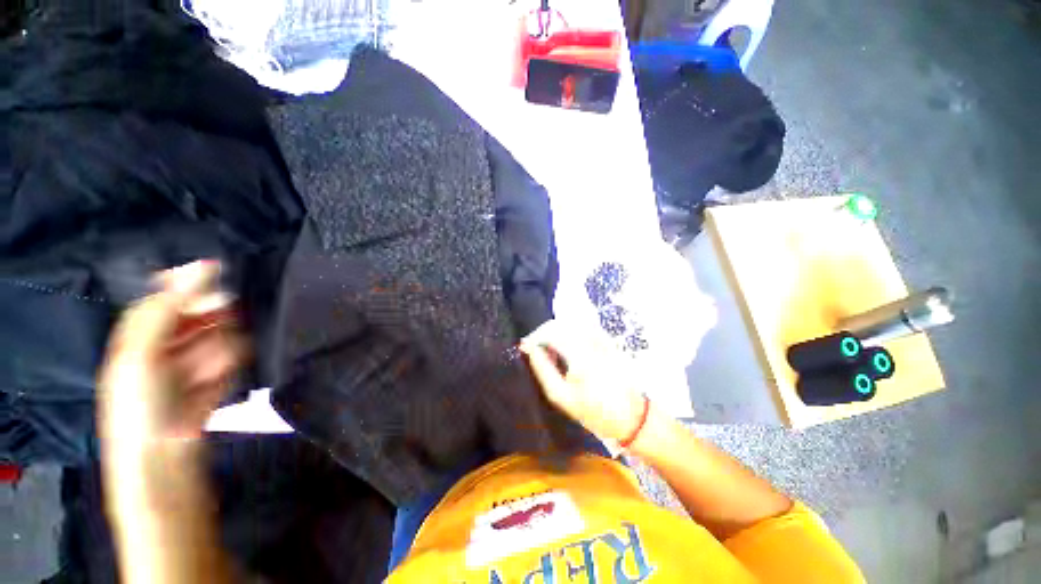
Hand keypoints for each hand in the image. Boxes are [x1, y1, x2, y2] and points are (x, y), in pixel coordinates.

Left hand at [98, 261, 243, 467]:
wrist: (164, 452)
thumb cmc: (139, 401)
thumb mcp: (140, 352)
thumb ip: (167, 307)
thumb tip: (206, 265)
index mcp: (146, 326)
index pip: (173, 290)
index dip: (193, 285)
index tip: (215, 281)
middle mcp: (174, 335)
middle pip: (207, 308)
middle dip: (210, 323)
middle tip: (202, 342)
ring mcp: (201, 352)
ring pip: (227, 331)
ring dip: (218, 352)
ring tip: (201, 377)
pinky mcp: (223, 369)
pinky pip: (237, 353)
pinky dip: (227, 367)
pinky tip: (212, 384)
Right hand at [519, 320, 645, 441]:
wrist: (631, 416)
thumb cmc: (593, 411)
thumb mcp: (561, 396)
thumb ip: (543, 370)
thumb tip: (529, 350)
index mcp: (580, 356)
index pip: (551, 332)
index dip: (535, 337)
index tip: (525, 346)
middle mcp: (592, 341)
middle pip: (561, 323)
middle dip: (543, 331)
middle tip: (534, 347)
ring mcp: (602, 338)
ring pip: (572, 322)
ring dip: (556, 330)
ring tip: (548, 347)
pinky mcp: (608, 340)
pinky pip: (583, 326)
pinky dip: (569, 331)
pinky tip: (566, 346)